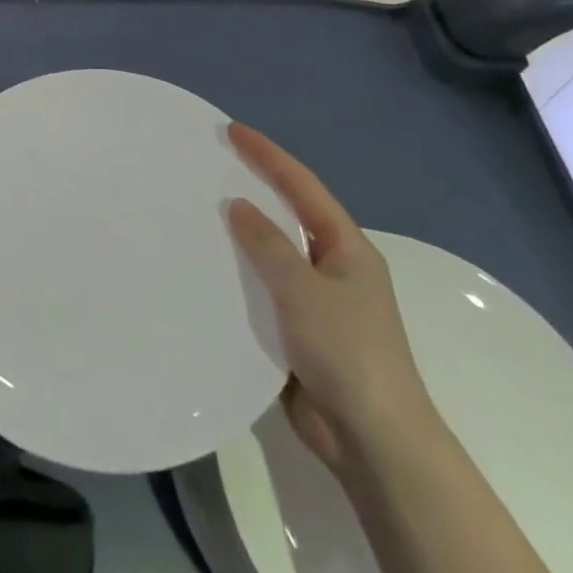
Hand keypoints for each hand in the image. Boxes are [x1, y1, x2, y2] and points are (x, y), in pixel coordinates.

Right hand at [226, 122, 438, 474]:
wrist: (374, 442)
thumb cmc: (347, 352)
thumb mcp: (304, 290)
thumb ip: (268, 244)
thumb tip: (237, 205)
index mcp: (346, 247)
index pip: (302, 186)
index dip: (267, 155)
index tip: (231, 130)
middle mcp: (332, 267)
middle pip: (288, 214)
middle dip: (253, 187)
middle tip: (210, 164)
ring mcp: (316, 302)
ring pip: (271, 255)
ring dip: (241, 235)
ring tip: (198, 211)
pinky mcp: (297, 334)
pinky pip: (262, 292)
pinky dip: (237, 277)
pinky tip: (206, 271)